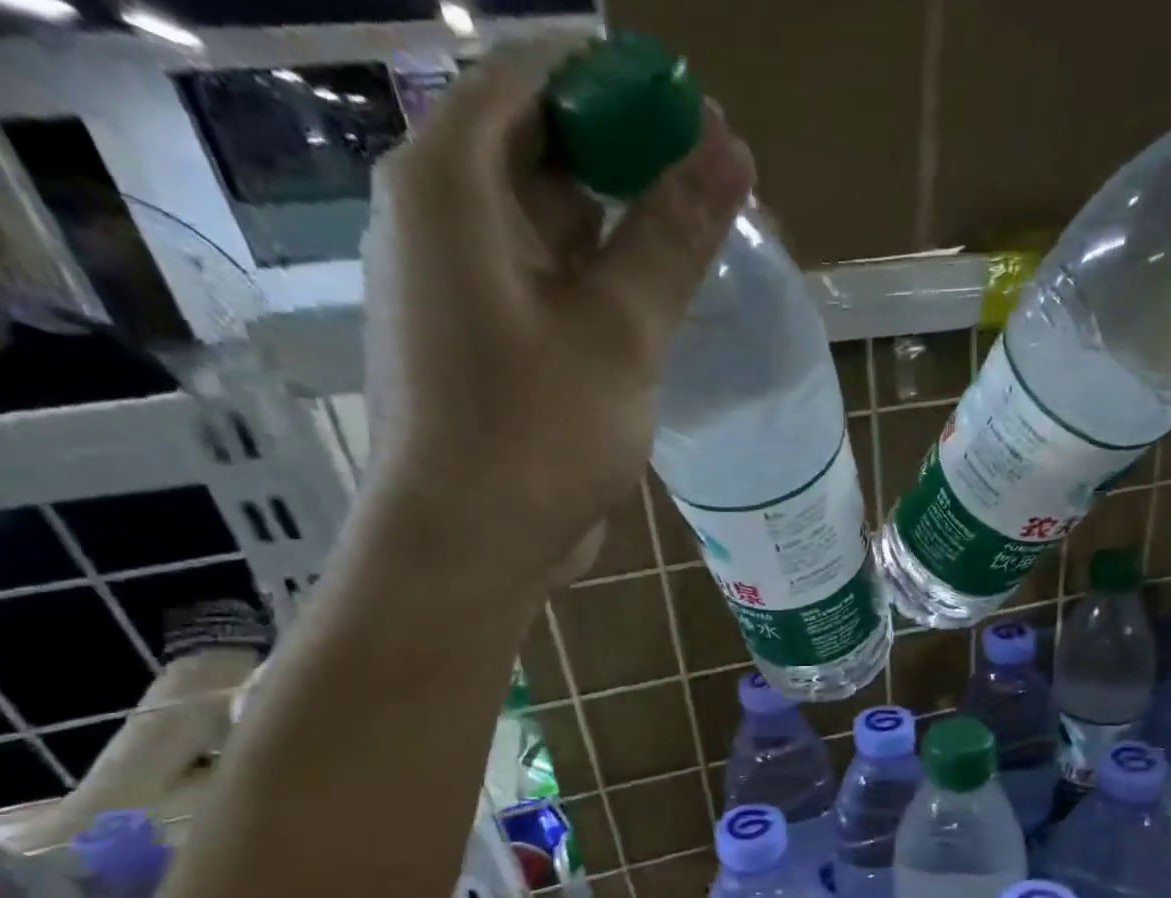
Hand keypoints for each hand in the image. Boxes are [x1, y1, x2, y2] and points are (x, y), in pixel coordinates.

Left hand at [360, 41, 754, 584]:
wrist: (471, 546)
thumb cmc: (536, 432)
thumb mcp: (618, 331)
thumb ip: (672, 236)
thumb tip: (730, 150)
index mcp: (451, 184)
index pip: (533, 78)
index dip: (617, 83)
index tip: (693, 112)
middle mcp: (439, 221)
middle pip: (539, 150)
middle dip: (627, 159)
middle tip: (712, 185)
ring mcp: (457, 289)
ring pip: (547, 228)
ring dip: (619, 230)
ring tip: (697, 244)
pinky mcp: (482, 347)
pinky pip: (543, 288)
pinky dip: (596, 286)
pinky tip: (652, 308)